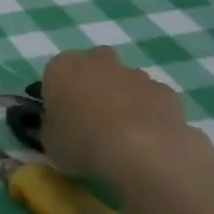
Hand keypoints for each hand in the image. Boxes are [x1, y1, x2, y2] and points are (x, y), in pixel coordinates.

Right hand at [41, 47, 206, 181]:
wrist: (143, 152)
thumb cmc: (83, 143)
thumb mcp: (49, 142)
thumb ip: (51, 126)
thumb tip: (59, 125)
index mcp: (62, 68)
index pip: (53, 75)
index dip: (56, 97)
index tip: (60, 118)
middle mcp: (97, 61)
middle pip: (91, 68)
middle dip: (91, 87)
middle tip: (90, 120)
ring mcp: (135, 73)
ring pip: (122, 82)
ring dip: (120, 99)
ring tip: (121, 135)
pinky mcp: (164, 90)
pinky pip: (149, 99)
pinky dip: (147, 112)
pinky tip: (146, 139)